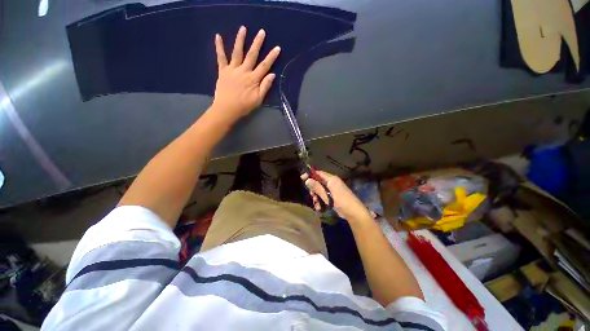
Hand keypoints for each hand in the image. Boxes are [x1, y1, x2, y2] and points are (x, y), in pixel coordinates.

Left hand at [210, 26, 280, 120]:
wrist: (227, 109)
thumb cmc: (244, 106)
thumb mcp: (258, 99)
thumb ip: (265, 86)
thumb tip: (272, 74)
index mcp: (253, 79)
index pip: (264, 66)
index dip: (271, 57)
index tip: (277, 48)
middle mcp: (244, 71)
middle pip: (252, 55)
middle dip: (257, 43)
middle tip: (261, 31)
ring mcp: (232, 69)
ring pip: (237, 52)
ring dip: (240, 40)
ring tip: (243, 28)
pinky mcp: (223, 71)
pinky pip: (221, 57)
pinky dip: (219, 47)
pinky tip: (218, 36)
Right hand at [302, 170, 372, 222]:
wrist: (354, 213)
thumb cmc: (341, 202)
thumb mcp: (327, 195)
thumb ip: (317, 187)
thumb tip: (307, 180)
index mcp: (331, 179)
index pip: (318, 173)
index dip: (310, 174)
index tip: (302, 178)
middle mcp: (332, 182)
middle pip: (318, 182)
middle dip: (313, 189)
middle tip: (311, 196)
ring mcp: (333, 189)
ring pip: (320, 190)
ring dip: (317, 197)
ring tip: (316, 204)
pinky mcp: (334, 196)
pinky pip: (324, 196)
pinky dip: (321, 201)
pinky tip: (319, 208)